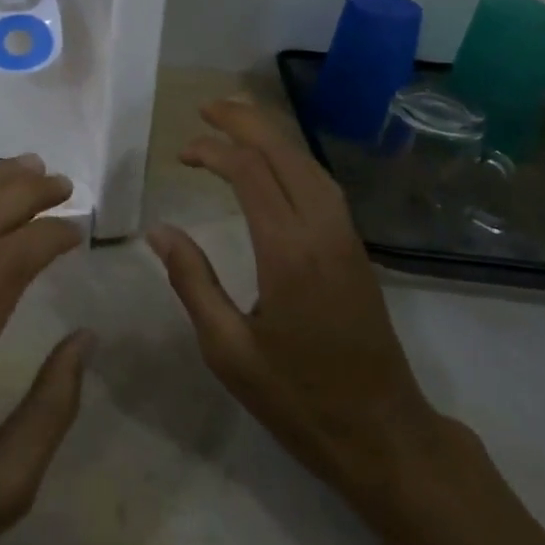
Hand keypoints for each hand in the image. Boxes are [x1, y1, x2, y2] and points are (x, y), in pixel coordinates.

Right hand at [148, 99, 440, 498]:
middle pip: (285, 153)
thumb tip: (159, 231)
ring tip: (235, 122)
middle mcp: (322, 231)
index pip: (250, 172)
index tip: (181, 153)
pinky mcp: (356, 249)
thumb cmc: (299, 399)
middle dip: (245, 122)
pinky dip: (292, 158)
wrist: (384, 435)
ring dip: (272, 135)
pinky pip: (322, 183)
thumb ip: (192, 282)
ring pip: (309, 163)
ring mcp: (346, 237)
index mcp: (288, 252)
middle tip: (206, 109)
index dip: (213, 151)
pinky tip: (274, 164)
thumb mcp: (229, 351)